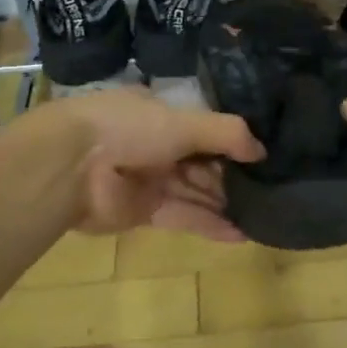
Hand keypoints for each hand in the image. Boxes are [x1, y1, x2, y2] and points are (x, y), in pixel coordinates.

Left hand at [47, 88, 263, 240]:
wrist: (71, 166)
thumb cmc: (129, 128)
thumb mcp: (185, 121)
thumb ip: (227, 134)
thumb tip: (262, 151)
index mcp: (162, 113)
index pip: (205, 127)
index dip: (234, 141)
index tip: (266, 155)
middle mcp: (157, 144)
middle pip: (204, 162)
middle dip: (234, 176)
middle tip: (274, 189)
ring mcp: (150, 179)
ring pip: (197, 191)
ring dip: (227, 203)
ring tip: (267, 214)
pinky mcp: (145, 212)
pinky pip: (185, 217)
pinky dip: (211, 225)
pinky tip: (243, 234)